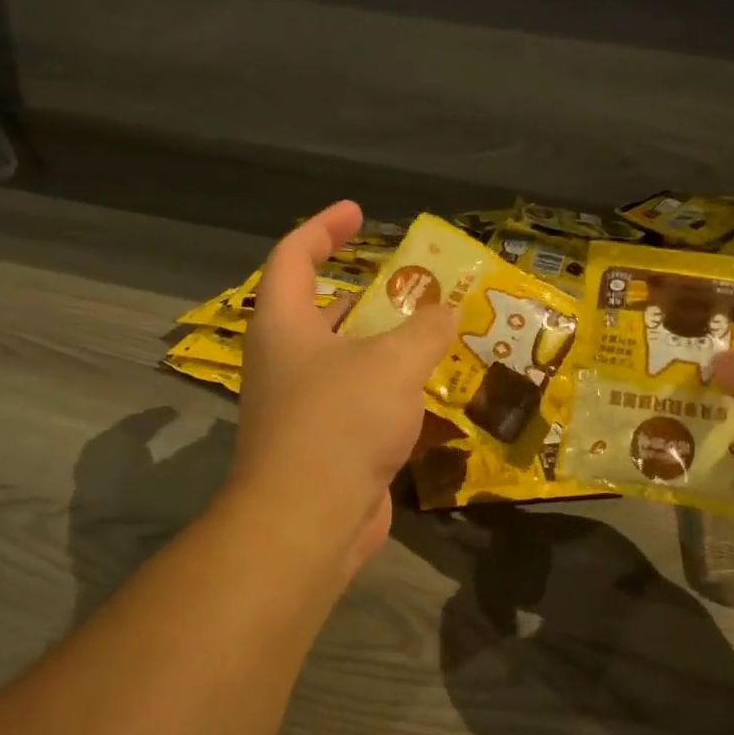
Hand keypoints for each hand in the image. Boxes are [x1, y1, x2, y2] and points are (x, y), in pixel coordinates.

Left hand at [233, 201, 456, 577]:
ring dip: (394, 347)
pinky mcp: (330, 444)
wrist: (308, 521)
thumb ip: (426, 330)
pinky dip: (398, 392)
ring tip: (442, 333)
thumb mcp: (392, 363)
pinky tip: (438, 392)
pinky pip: (367, 403)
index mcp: (284, 325)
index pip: (294, 256)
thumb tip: (449, 311)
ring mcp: (307, 405)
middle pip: (328, 310)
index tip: (359, 213)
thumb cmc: (340, 422)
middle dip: (375, 294)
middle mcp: (289, 360)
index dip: (324, 228)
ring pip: (354, 360)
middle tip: (422, 284)